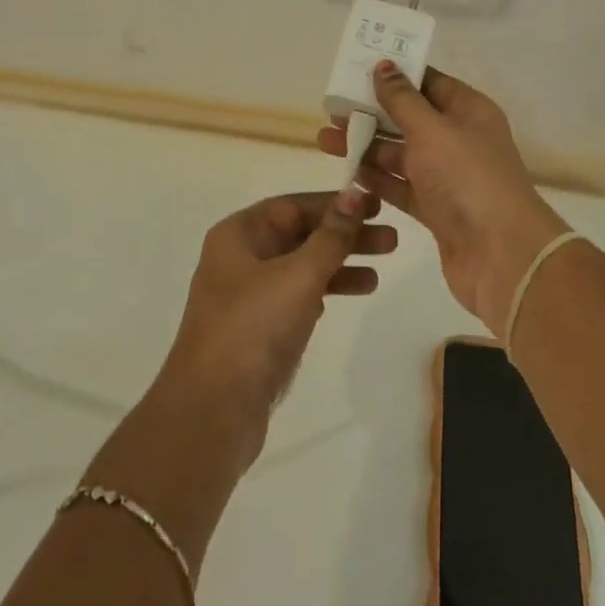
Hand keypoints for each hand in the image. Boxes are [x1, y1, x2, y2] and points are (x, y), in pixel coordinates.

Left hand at [151, 190, 396, 467]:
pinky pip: (298, 297)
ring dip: (340, 265)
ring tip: (380, 272)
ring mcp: (248, 296)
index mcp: (238, 235)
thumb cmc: (254, 329)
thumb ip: (331, 235)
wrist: (213, 411)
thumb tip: (354, 194)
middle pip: (299, 235)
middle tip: (391, 239)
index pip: (292, 206)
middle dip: (344, 235)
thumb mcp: (298, 275)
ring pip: (302, 267)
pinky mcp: (259, 330)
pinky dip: (325, 291)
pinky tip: (351, 294)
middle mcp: (240, 258)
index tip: (375, 205)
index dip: (334, 203)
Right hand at [318, 62, 567, 335]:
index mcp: (468, 111)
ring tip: (325, 141)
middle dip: (372, 114)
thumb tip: (384, 65)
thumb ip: (402, 99)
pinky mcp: (436, 210)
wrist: (502, 255)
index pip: (429, 83)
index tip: (357, 69)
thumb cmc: (467, 178)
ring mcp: (448, 177)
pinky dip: (377, 180)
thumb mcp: (431, 130)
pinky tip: (347, 174)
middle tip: (331, 110)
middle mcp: (459, 140)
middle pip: (410, 119)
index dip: (396, 75)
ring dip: (366, 148)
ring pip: (401, 155)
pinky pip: (401, 187)